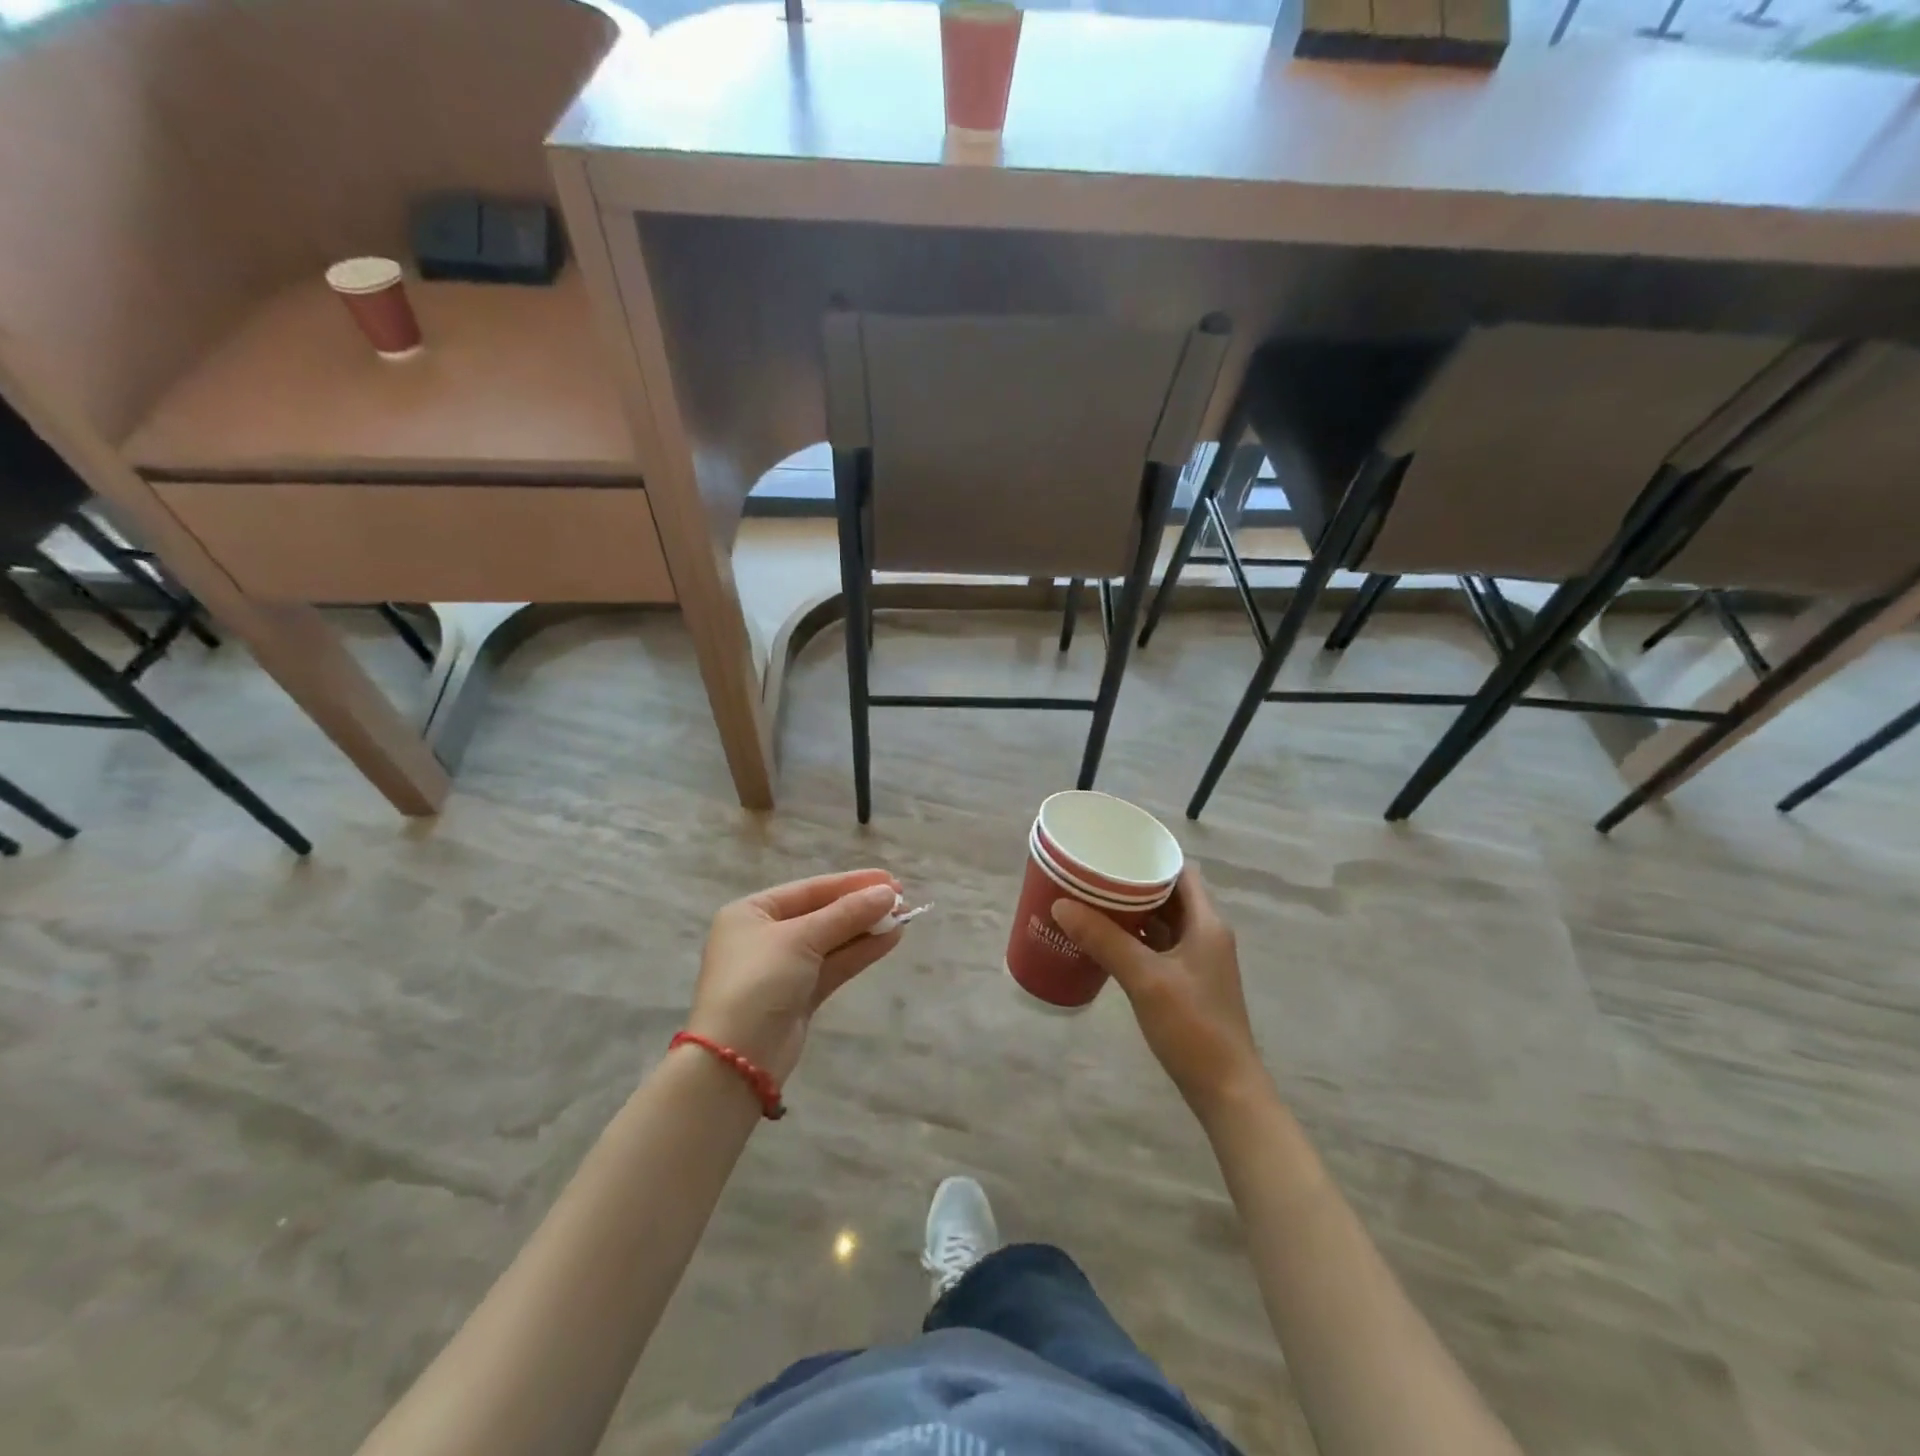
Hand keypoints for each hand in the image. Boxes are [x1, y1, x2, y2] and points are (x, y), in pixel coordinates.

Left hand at [688, 869, 904, 1082]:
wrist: (736, 1059)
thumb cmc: (758, 981)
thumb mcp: (801, 938)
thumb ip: (846, 914)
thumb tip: (888, 892)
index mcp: (752, 912)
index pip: (810, 889)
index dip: (851, 883)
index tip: (890, 879)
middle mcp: (765, 936)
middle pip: (822, 914)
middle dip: (861, 906)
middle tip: (902, 898)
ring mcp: (783, 968)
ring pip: (831, 941)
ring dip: (866, 929)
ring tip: (904, 917)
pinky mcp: (799, 996)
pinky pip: (833, 965)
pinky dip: (860, 952)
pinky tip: (890, 939)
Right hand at [1052, 865, 1271, 1123]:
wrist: (1226, 1090)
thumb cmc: (1193, 1027)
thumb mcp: (1145, 979)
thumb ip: (1104, 940)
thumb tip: (1061, 905)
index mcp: (1207, 923)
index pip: (1181, 872)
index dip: (1151, 857)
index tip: (1114, 850)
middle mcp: (1206, 934)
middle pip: (1168, 895)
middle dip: (1132, 884)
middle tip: (1092, 875)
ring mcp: (1197, 961)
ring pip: (1161, 922)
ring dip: (1131, 912)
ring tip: (1090, 902)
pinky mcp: (1187, 984)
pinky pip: (1157, 947)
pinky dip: (1134, 939)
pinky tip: (1104, 942)